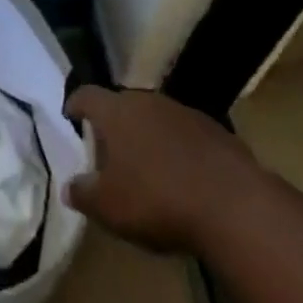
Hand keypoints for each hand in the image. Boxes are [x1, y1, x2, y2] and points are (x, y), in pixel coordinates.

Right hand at [63, 85, 257, 254]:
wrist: (233, 204)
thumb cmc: (157, 199)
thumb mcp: (109, 207)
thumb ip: (84, 194)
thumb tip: (68, 186)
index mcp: (115, 111)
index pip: (86, 95)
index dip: (75, 105)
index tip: (70, 116)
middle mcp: (146, 101)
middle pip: (122, 105)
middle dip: (114, 125)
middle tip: (109, 153)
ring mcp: (182, 112)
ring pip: (155, 118)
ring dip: (148, 137)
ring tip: (147, 167)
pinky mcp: (214, 129)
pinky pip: (185, 134)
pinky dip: (178, 149)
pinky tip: (184, 178)